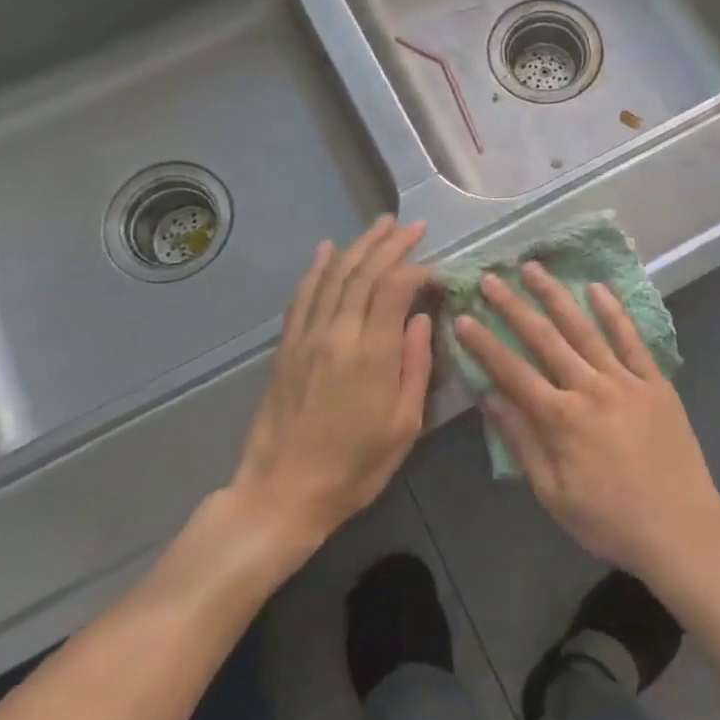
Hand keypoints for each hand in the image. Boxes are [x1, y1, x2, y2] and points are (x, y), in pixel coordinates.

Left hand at [230, 217, 433, 560]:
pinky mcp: (286, 347)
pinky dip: (317, 269)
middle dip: (391, 245)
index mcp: (372, 352)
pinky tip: (327, 250)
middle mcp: (338, 333)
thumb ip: (417, 365)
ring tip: (380, 225)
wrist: (282, 493)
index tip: (437, 271)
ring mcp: (307, 337)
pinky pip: (303, 297)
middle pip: (365, 273)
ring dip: (358, 246)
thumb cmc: (355, 466)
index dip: (418, 270)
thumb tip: (423, 318)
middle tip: (412, 226)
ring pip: (334, 277)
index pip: (396, 288)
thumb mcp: (405, 425)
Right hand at [455, 264, 719, 585]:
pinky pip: (632, 340)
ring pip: (585, 329)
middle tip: (491, 279)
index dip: (485, 344)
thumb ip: (521, 441)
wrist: (681, 528)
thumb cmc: (609, 520)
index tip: (463, 317)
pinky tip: (597, 288)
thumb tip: (489, 398)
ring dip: (557, 297)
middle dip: (514, 307)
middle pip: (545, 340)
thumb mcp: (553, 493)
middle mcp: (591, 389)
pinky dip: (614, 312)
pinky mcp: (655, 382)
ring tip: (534, 269)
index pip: (513, 372)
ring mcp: (626, 381)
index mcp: (561, 420)